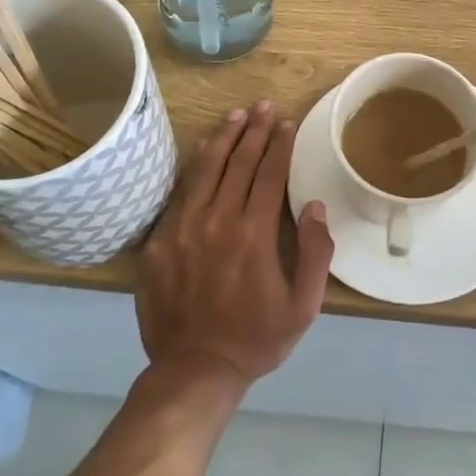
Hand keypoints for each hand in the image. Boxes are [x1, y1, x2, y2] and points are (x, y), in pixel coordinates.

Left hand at [137, 101, 333, 388]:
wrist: (194, 370)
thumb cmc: (257, 338)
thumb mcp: (304, 305)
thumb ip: (315, 253)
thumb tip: (315, 207)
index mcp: (254, 235)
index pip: (268, 175)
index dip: (280, 145)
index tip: (287, 123)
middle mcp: (217, 221)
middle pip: (238, 164)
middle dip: (255, 131)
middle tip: (264, 105)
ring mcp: (183, 229)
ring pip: (206, 170)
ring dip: (224, 139)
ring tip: (236, 115)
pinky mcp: (160, 241)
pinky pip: (180, 192)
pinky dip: (195, 166)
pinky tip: (204, 151)